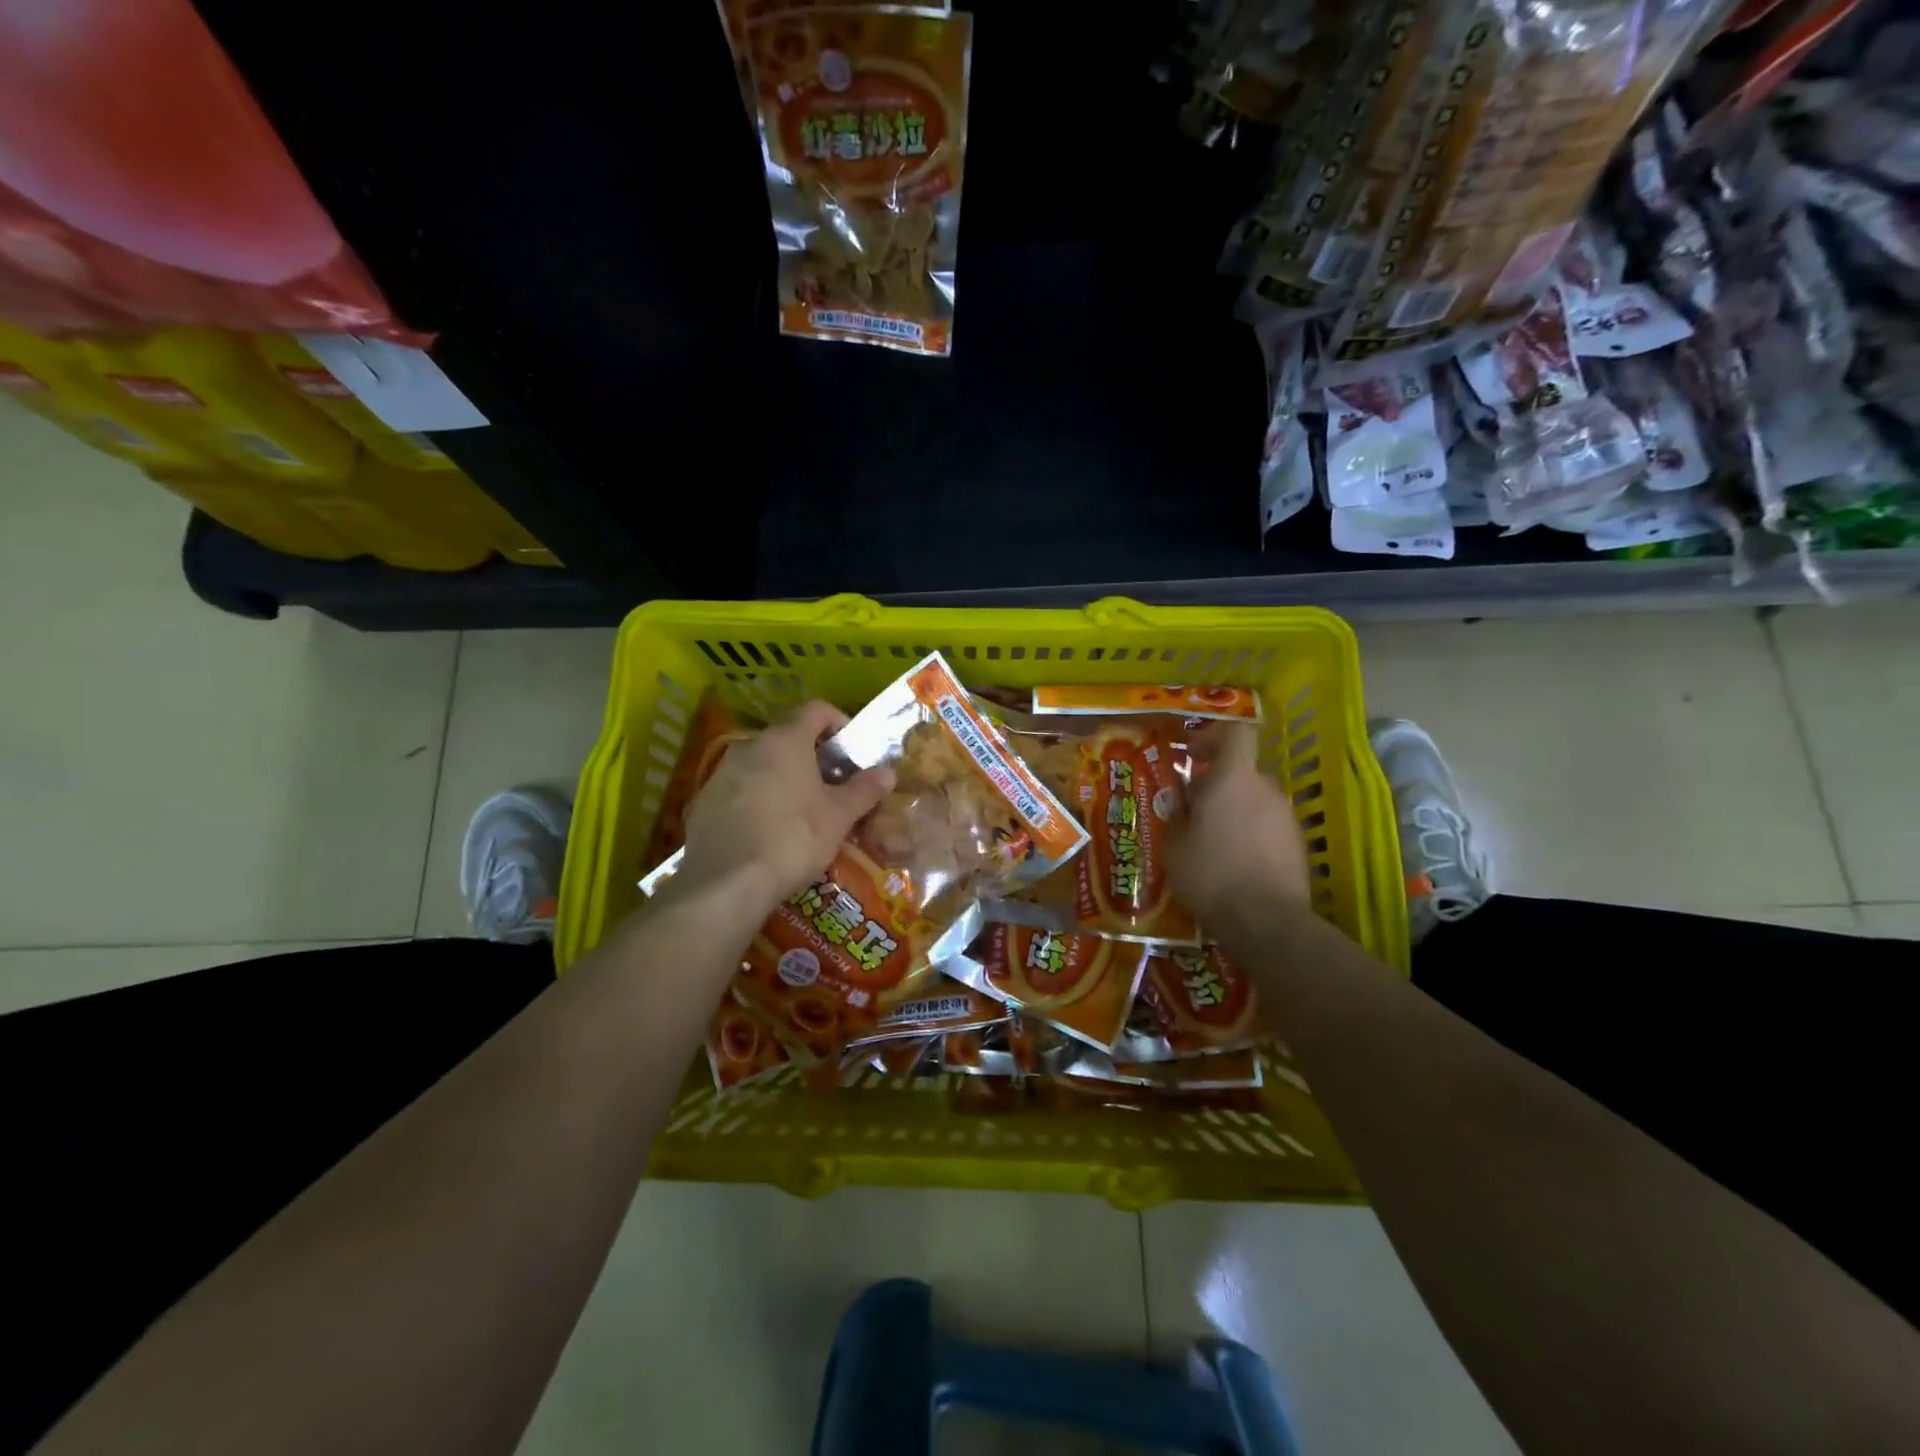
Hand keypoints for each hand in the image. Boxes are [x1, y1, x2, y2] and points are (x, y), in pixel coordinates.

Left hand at [676, 700, 894, 912]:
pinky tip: (770, 830)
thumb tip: (888, 772)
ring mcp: (722, 772)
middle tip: (834, 786)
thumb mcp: (839, 816)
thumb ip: (864, 790)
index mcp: (786, 740)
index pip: (816, 709)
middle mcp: (751, 745)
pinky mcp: (704, 801)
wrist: (725, 883)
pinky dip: (760, 799)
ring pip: (763, 764)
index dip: (839, 722)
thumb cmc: (793, 838)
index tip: (852, 749)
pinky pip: (741, 789)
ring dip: (786, 778)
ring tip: (804, 811)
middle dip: (814, 756)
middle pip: (788, 737)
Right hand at [1166, 722, 1311, 931]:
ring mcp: (1287, 817)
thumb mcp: (1174, 845)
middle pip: (1243, 770)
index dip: (1213, 736)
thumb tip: (1182, 803)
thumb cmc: (1211, 874)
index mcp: (1234, 779)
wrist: (1266, 922)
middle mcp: (1266, 789)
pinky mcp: (1298, 845)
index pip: (1236, 733)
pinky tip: (1234, 863)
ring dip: (1234, 811)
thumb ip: (1176, 814)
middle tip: (1192, 810)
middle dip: (1217, 783)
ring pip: (1255, 800)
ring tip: (1211, 842)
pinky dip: (1250, 834)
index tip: (1192, 755)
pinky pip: (1268, 826)